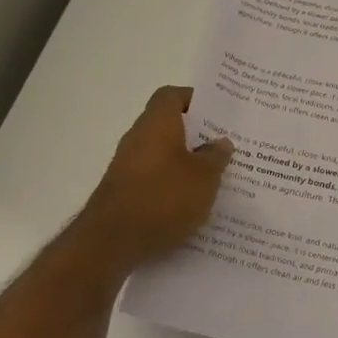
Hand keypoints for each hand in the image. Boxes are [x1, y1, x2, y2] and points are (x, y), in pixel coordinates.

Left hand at [79, 87, 232, 270]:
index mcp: (157, 123)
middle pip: (168, 125)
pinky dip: (172, 184)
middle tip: (225, 147)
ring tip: (215, 177)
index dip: (194, 99)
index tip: (217, 114)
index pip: (172, 95)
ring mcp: (127, 166)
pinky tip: (192, 203)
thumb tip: (221, 142)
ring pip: (162, 154)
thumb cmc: (164, 197)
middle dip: (196, 135)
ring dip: (186, 162)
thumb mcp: (204, 177)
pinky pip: (154, 178)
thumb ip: (216, 156)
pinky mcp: (124, 191)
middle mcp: (138, 138)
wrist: (112, 241)